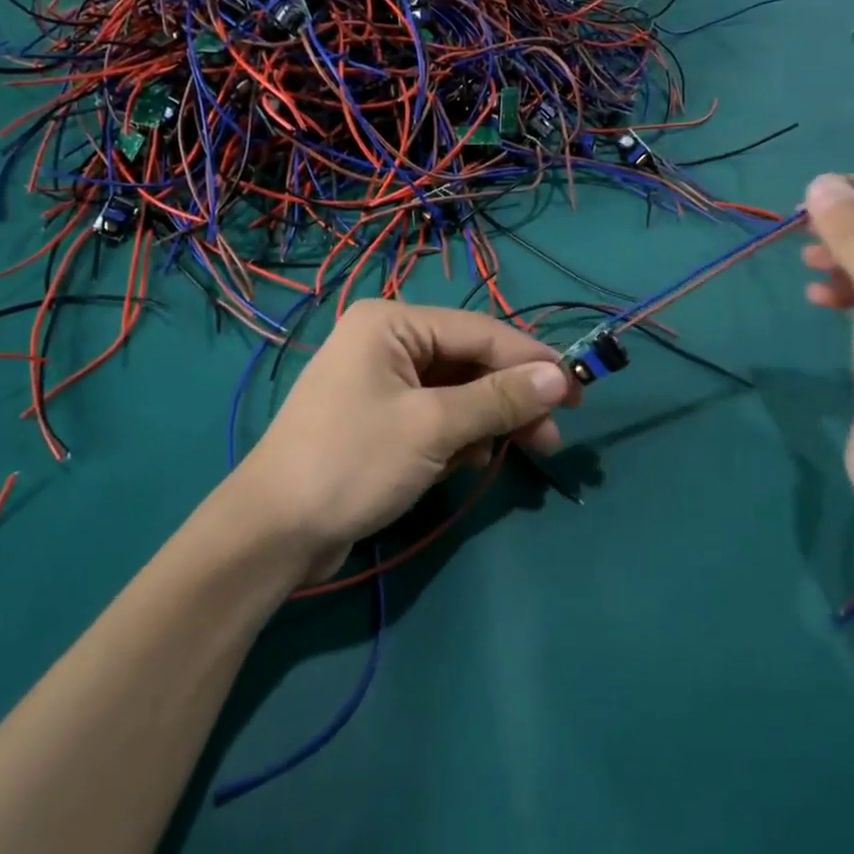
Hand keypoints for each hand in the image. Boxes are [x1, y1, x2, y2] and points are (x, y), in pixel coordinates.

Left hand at [236, 300, 576, 580]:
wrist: (275, 531)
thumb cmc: (352, 463)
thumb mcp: (433, 427)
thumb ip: (499, 399)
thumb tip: (560, 376)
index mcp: (391, 323)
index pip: (479, 332)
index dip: (532, 360)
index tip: (578, 391)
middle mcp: (386, 341)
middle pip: (469, 362)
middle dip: (510, 399)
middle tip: (552, 437)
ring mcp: (381, 381)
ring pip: (456, 392)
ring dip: (487, 422)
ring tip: (513, 454)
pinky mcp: (380, 419)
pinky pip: (436, 416)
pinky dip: (459, 437)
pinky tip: (469, 464)